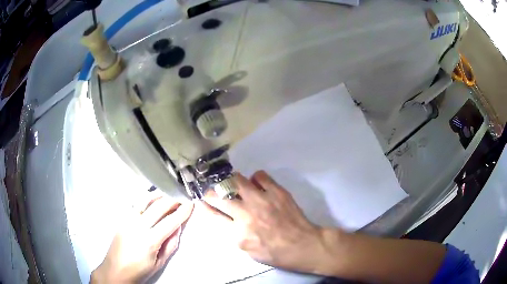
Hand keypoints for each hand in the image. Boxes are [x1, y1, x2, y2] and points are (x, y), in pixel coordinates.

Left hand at [91, 196, 193, 282]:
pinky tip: (151, 198)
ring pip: (145, 201)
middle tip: (182, 196)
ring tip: (168, 192)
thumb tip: (177, 227)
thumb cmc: (140, 270)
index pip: (170, 222)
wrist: (115, 270)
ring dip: (158, 195)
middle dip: (172, 200)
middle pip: (158, 207)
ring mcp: (128, 220)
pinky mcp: (122, 219)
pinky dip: (146, 199)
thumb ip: (170, 244)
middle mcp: (138, 226)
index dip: (182, 212)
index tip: (190, 203)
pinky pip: (135, 204)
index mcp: (150, 240)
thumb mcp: (160, 262)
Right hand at [203, 171, 341, 274]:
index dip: (204, 205)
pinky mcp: (276, 191)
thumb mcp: (247, 249)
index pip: (213, 214)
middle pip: (219, 195)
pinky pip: (259, 176)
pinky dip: (255, 179)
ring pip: (237, 180)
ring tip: (234, 184)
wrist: (302, 245)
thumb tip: (225, 217)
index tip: (201, 199)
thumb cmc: (274, 252)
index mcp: (237, 232)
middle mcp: (246, 213)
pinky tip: (257, 185)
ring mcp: (261, 200)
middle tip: (214, 190)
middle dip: (212, 191)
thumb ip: (233, 233)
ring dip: (231, 182)